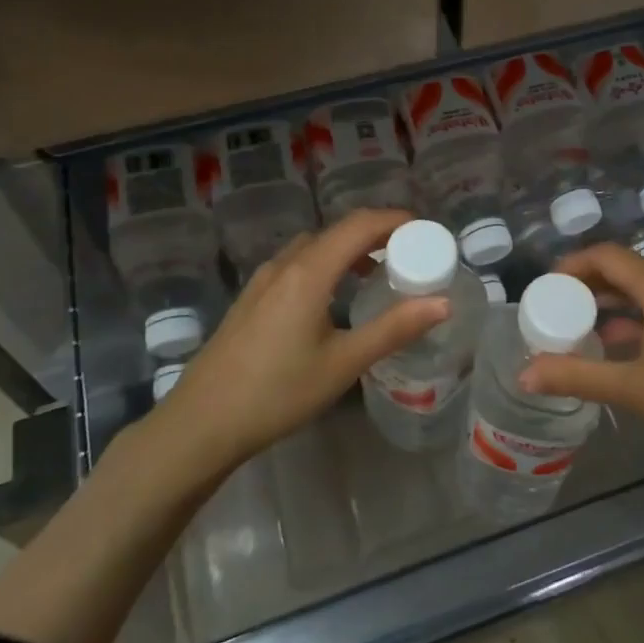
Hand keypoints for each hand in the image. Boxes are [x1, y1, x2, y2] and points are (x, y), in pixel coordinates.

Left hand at [158, 209, 447, 474]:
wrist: (201, 422)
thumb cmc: (278, 392)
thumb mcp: (343, 363)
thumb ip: (394, 329)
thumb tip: (442, 303)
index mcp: (309, 272)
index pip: (360, 225)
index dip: (396, 220)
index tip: (426, 231)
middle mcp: (285, 264)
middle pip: (337, 231)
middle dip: (376, 234)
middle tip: (410, 254)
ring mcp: (263, 280)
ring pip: (314, 247)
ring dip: (349, 249)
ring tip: (377, 273)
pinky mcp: (252, 298)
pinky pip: (297, 263)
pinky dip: (326, 264)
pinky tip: (334, 297)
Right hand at [519, 244, 643, 504]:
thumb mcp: (635, 390)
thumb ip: (577, 376)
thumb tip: (523, 376)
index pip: (607, 255)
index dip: (572, 265)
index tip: (545, 288)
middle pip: (628, 269)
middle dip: (590, 286)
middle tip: (558, 311)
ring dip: (615, 304)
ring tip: (584, 330)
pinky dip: (640, 318)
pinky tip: (626, 348)